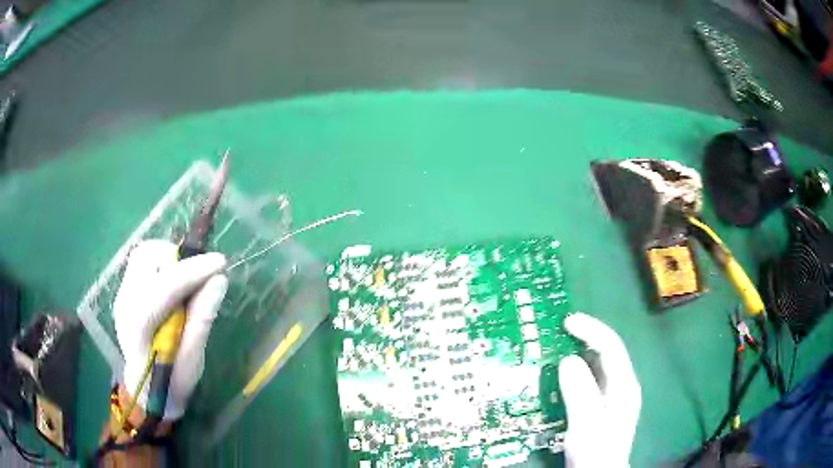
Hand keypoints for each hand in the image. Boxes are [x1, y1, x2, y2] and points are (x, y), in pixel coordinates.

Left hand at [114, 239, 227, 420]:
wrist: (146, 390)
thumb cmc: (172, 382)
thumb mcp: (192, 361)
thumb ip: (201, 321)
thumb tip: (218, 281)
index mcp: (138, 327)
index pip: (162, 288)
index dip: (192, 272)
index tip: (220, 264)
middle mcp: (125, 303)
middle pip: (146, 258)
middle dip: (176, 259)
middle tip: (199, 276)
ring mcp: (122, 294)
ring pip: (144, 254)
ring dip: (170, 258)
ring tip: (187, 281)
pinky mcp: (126, 290)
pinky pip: (144, 262)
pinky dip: (164, 264)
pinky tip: (175, 285)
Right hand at [559, 313, 640, 466]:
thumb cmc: (594, 450)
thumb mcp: (586, 423)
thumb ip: (580, 392)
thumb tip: (568, 360)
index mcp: (624, 385)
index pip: (611, 347)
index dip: (591, 330)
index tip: (567, 321)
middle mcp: (621, 386)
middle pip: (606, 353)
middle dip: (585, 338)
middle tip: (559, 330)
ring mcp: (612, 396)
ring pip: (597, 365)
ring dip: (579, 352)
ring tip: (558, 345)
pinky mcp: (601, 406)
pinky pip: (589, 379)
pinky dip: (576, 370)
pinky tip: (562, 373)